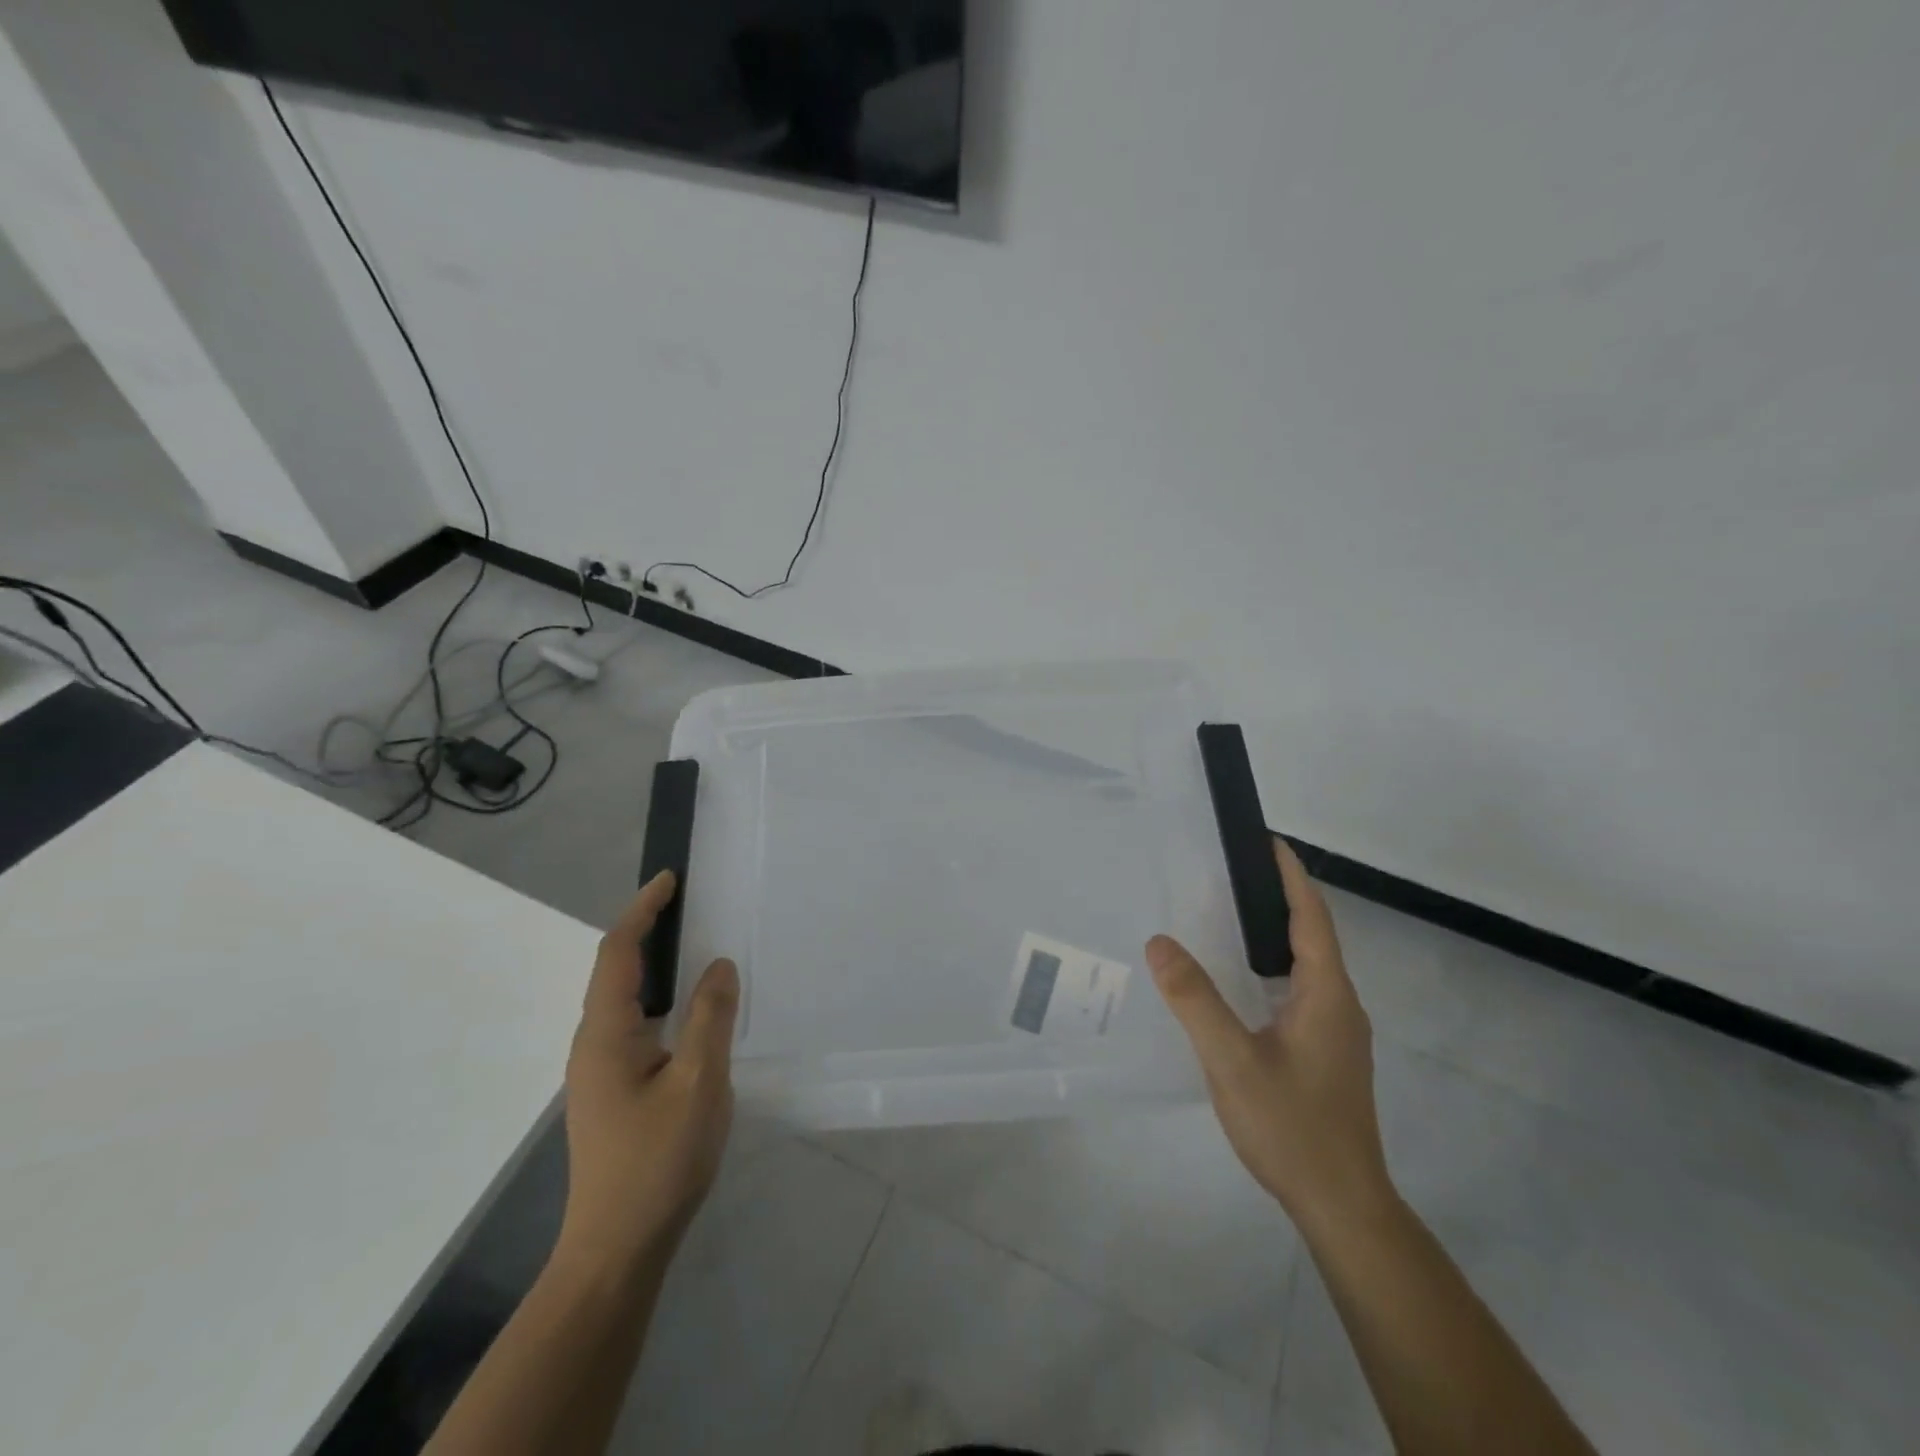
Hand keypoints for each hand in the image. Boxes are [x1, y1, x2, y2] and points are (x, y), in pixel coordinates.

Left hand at [557, 871, 738, 1270]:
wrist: (618, 1249)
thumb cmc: (658, 1161)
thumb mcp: (699, 1083)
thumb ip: (711, 1017)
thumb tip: (718, 965)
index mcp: (605, 1034)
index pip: (618, 953)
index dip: (642, 910)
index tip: (670, 880)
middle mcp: (594, 1045)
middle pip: (616, 971)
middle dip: (647, 931)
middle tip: (690, 906)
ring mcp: (601, 1071)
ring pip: (626, 1000)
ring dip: (655, 965)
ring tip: (695, 947)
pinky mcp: (615, 1091)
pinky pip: (637, 1025)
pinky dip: (661, 999)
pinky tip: (691, 1012)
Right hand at [1146, 839, 1391, 1234]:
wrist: (1343, 1206)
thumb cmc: (1291, 1126)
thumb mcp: (1232, 1060)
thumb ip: (1195, 999)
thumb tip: (1160, 942)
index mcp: (1326, 995)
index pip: (1312, 918)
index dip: (1291, 877)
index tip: (1266, 841)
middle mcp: (1340, 1005)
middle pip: (1314, 936)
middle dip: (1280, 897)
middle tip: (1232, 873)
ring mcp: (1338, 1033)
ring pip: (1309, 966)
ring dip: (1278, 933)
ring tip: (1232, 917)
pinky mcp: (1329, 1055)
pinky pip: (1303, 991)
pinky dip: (1275, 967)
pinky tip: (1244, 983)